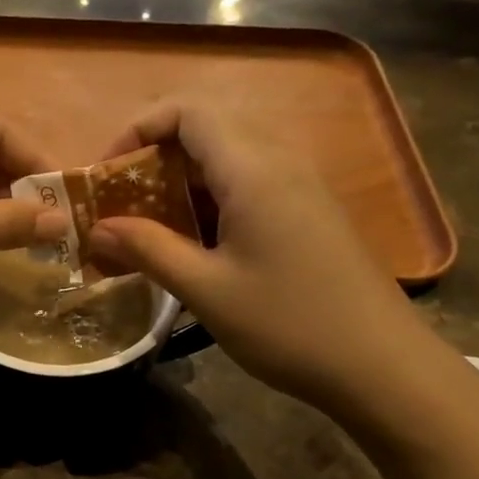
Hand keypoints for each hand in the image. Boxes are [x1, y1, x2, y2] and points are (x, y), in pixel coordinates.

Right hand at [86, 99, 442, 414]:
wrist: (382, 367)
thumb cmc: (289, 324)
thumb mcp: (206, 289)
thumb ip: (148, 249)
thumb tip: (96, 229)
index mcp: (253, 169)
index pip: (188, 111)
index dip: (138, 129)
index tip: (108, 174)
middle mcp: (279, 162)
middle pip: (205, 129)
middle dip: (152, 157)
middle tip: (121, 204)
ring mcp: (299, 186)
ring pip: (226, 158)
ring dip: (179, 182)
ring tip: (147, 227)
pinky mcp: (308, 212)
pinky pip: (247, 184)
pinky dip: (208, 200)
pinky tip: (193, 245)